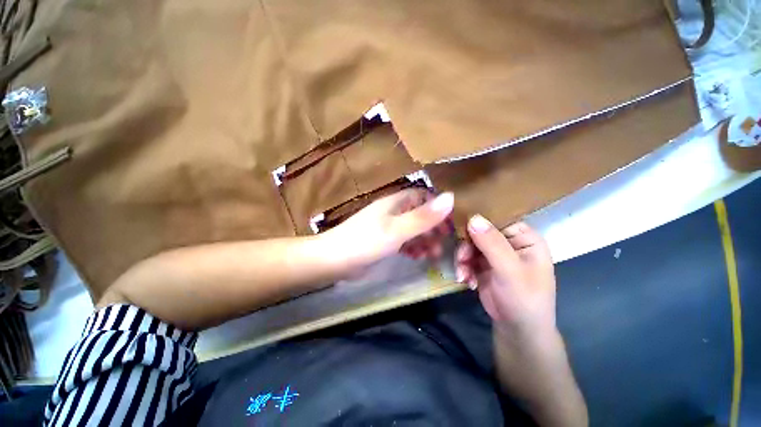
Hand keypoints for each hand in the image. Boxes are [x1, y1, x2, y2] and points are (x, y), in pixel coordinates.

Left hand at [324, 189, 453, 269]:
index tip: (449, 224)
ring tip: (432, 254)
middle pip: (420, 214)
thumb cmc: (367, 241)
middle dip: (433, 228)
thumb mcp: (397, 229)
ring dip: (424, 239)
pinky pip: (404, 240)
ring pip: (413, 229)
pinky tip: (416, 257)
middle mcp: (393, 211)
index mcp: (396, 202)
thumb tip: (451, 197)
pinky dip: (412, 247)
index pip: (423, 196)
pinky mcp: (384, 241)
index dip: (437, 207)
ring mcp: (388, 226)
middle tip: (442, 243)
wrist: (335, 260)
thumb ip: (423, 216)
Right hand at [455, 215, 555, 335]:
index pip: (499, 218)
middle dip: (467, 246)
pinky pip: (467, 257)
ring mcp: (494, 253)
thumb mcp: (510, 271)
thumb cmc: (524, 299)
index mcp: (524, 237)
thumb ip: (492, 244)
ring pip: (470, 244)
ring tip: (463, 275)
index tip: (460, 224)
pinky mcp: (482, 264)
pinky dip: (463, 268)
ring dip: (463, 259)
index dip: (479, 219)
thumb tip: (473, 218)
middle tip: (461, 259)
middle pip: (479, 231)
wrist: (517, 329)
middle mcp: (509, 241)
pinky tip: (466, 281)